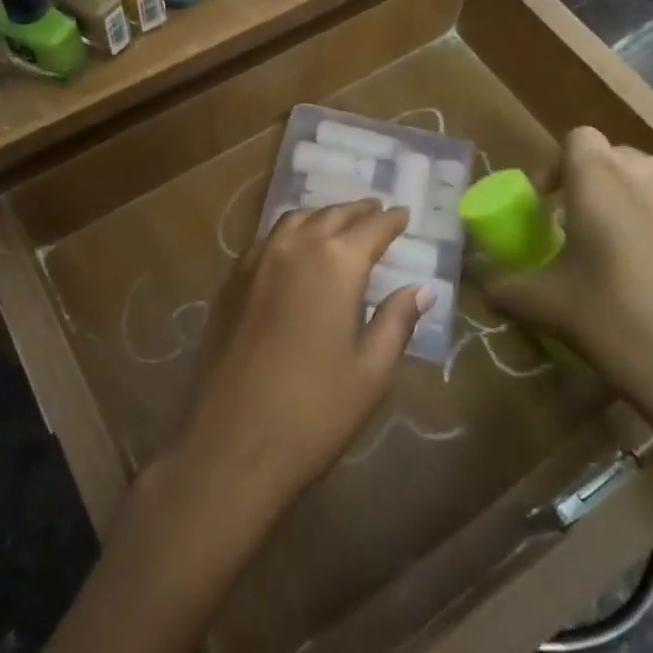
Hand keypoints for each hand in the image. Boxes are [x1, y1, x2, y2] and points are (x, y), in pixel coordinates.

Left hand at [172, 201, 429, 520]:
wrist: (233, 441)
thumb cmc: (316, 410)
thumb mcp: (372, 370)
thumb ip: (397, 320)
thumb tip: (422, 289)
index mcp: (336, 263)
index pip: (372, 228)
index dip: (391, 220)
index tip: (404, 213)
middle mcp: (294, 247)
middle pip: (331, 215)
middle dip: (357, 211)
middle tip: (375, 211)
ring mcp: (255, 261)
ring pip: (294, 221)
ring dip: (321, 216)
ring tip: (338, 223)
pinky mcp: (230, 281)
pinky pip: (265, 240)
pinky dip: (289, 234)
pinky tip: (294, 250)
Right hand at [485, 128, 652, 441]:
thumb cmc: (615, 322)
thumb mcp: (544, 305)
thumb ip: (506, 285)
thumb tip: (484, 285)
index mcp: (600, 177)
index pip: (577, 139)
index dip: (560, 166)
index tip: (552, 206)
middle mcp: (652, 172)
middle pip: (618, 159)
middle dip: (599, 186)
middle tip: (589, 230)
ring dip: (641, 202)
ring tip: (635, 248)